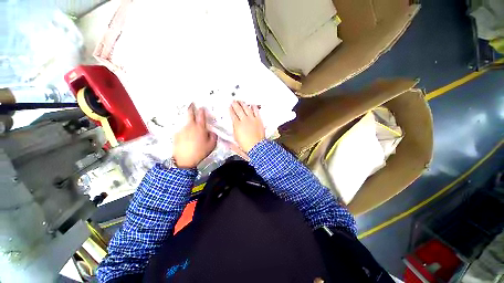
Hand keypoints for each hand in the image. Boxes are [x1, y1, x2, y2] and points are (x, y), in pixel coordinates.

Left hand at [173, 103, 216, 168]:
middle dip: (191, 108)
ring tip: (192, 130)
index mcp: (200, 128)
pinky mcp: (176, 135)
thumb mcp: (212, 145)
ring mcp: (182, 130)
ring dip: (189, 123)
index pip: (201, 116)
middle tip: (191, 104)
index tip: (201, 107)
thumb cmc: (200, 151)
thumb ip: (213, 136)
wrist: (184, 159)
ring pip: (186, 123)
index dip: (201, 110)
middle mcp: (190, 126)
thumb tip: (212, 132)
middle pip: (190, 114)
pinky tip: (187, 138)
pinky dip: (185, 132)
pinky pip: (182, 130)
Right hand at [230, 101, 264, 152]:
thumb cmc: (246, 144)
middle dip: (235, 104)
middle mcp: (244, 120)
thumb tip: (232, 126)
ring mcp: (252, 119)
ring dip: (243, 104)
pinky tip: (252, 105)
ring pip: (247, 108)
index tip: (230, 107)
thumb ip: (234, 130)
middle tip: (234, 101)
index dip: (231, 110)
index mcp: (237, 124)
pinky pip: (256, 111)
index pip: (233, 114)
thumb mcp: (236, 138)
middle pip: (238, 109)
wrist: (256, 146)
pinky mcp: (258, 120)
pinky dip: (254, 107)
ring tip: (241, 101)